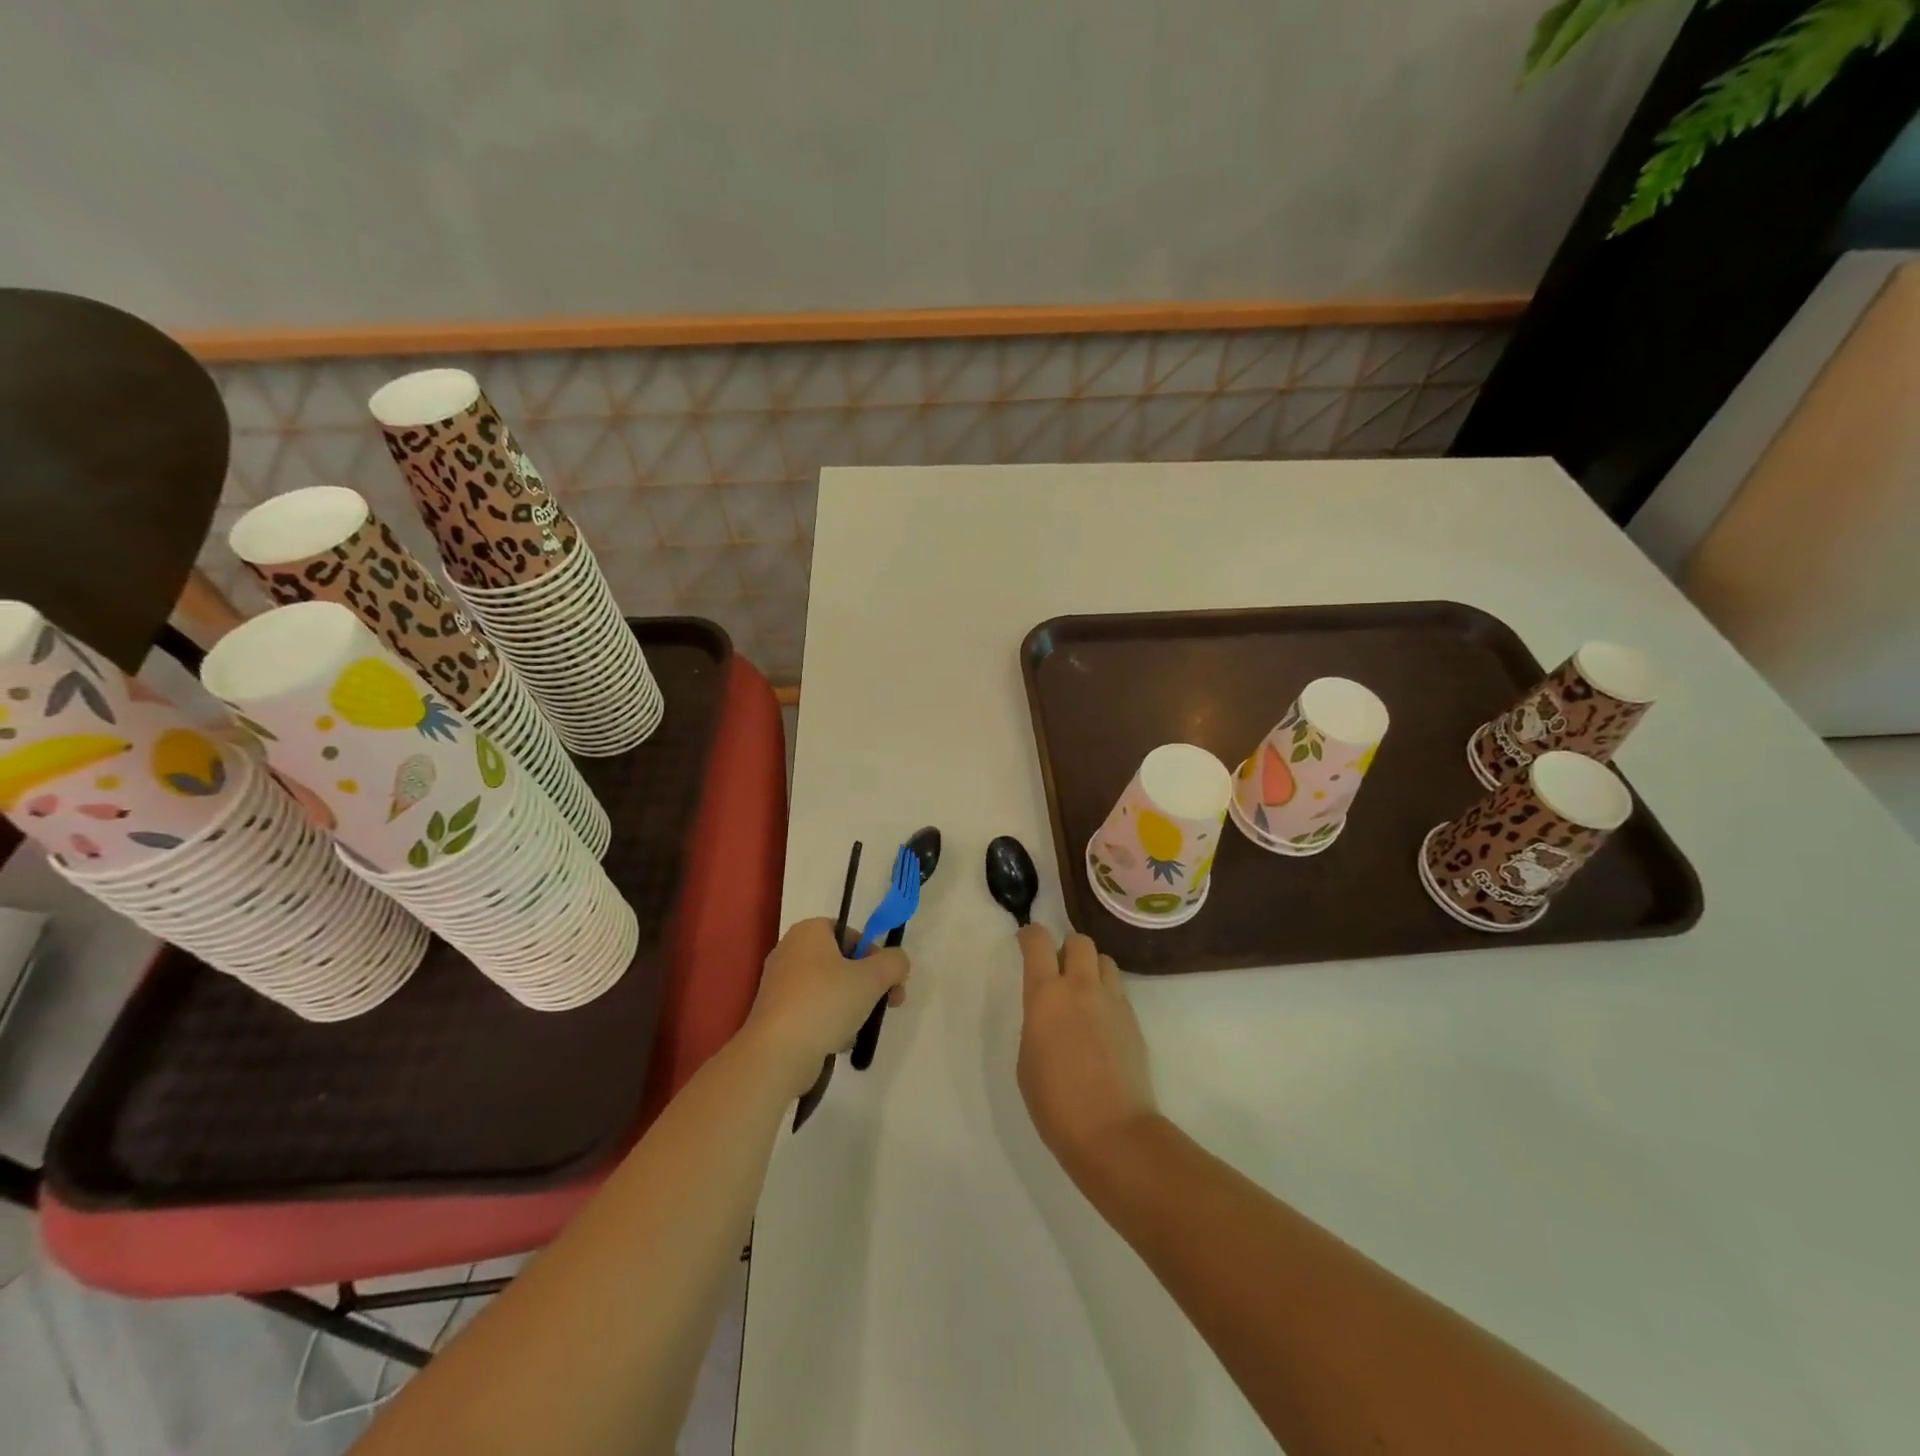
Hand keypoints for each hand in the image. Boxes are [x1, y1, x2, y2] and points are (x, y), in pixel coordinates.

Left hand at [745, 918, 910, 1095]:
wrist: (777, 1054)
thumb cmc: (825, 1003)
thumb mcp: (872, 978)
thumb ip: (894, 963)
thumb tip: (898, 962)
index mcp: (809, 931)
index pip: (850, 933)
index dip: (874, 953)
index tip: (888, 978)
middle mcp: (790, 951)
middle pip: (842, 962)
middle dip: (869, 983)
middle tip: (890, 1003)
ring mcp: (779, 984)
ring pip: (829, 988)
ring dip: (852, 1005)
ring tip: (862, 1027)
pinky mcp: (776, 1014)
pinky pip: (812, 1010)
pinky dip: (829, 1022)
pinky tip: (839, 1041)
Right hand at [1017, 926, 1157, 1177]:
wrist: (1112, 1131)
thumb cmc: (1054, 1101)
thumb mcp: (1027, 1058)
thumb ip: (1037, 1023)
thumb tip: (1049, 1014)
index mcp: (1046, 994)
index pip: (1038, 942)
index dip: (1030, 935)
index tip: (1025, 941)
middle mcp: (1081, 987)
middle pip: (1079, 941)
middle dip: (1066, 947)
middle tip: (1058, 969)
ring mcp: (1113, 1001)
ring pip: (1104, 960)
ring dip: (1091, 967)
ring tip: (1083, 992)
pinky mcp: (1134, 1020)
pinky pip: (1118, 990)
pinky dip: (1106, 993)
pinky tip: (1100, 1021)